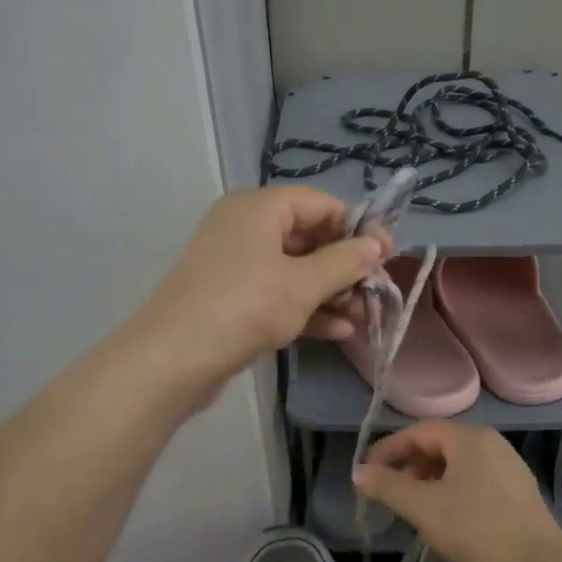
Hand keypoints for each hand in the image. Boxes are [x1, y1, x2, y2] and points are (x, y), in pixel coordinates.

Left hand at [136, 185, 390, 386]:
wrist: (174, 358)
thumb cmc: (245, 306)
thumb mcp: (303, 284)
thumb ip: (344, 262)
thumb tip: (376, 245)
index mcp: (259, 208)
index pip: (320, 203)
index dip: (357, 226)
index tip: (386, 255)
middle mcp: (245, 227)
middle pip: (308, 236)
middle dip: (345, 265)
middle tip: (376, 290)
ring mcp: (235, 264)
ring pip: (294, 269)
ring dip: (330, 291)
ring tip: (363, 316)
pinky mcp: (230, 297)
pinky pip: (277, 293)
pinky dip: (306, 307)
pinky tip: (339, 331)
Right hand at [354, 422, 561, 561]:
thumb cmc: (475, 529)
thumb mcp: (423, 507)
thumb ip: (388, 486)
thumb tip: (358, 472)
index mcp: (469, 437)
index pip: (420, 431)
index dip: (390, 448)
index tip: (369, 472)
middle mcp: (492, 443)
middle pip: (441, 444)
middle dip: (411, 464)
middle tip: (392, 490)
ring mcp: (510, 468)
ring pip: (460, 464)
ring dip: (432, 479)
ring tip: (417, 506)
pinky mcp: (520, 493)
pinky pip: (477, 481)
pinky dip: (454, 491)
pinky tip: (448, 519)